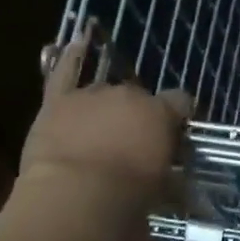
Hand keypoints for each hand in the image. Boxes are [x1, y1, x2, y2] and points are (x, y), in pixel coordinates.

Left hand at [18, 25, 191, 214]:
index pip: (181, 102)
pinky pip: (65, 70)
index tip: (177, 136)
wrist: (76, 197)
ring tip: (102, 129)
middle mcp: (130, 95)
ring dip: (107, 108)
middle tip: (134, 147)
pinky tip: (76, 41)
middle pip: (140, 98)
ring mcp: (92, 95)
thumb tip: (176, 183)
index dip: (179, 117)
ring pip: (105, 92)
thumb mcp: (163, 192)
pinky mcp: (58, 101)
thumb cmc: (129, 199)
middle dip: (139, 118)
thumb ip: (171, 178)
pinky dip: (70, 56)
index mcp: (160, 113)